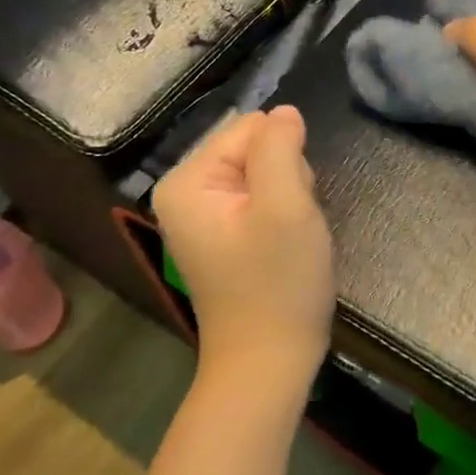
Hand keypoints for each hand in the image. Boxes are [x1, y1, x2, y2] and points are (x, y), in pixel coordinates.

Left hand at [153, 106, 334, 391]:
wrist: (269, 362)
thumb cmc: (278, 284)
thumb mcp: (286, 206)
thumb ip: (281, 148)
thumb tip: (285, 112)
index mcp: (187, 180)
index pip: (250, 128)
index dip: (284, 157)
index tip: (290, 202)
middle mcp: (185, 191)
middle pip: (254, 148)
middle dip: (286, 177)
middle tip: (291, 223)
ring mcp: (202, 215)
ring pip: (264, 172)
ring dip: (288, 197)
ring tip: (289, 238)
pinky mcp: (222, 233)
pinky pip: (260, 197)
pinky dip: (281, 214)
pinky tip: (284, 245)